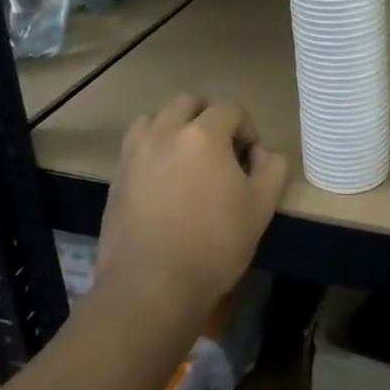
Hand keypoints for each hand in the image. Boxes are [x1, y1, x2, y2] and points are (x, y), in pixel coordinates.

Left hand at [96, 94, 288, 324]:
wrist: (152, 287)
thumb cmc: (214, 244)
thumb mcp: (262, 207)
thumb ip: (273, 168)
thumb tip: (263, 152)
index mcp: (203, 134)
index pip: (230, 109)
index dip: (247, 128)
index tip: (251, 159)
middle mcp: (165, 132)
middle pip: (188, 103)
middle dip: (209, 118)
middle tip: (221, 151)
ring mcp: (135, 153)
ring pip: (155, 118)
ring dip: (174, 127)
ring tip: (187, 158)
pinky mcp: (117, 177)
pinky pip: (136, 146)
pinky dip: (152, 149)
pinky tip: (164, 181)